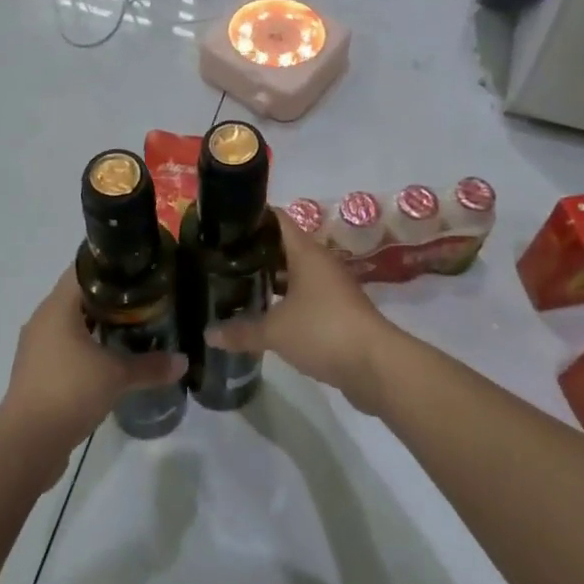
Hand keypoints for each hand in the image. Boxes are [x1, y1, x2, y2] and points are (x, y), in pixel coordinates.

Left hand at [0, 269, 186, 469]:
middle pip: (79, 296)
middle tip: (144, 300)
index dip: (111, 266)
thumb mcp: (116, 376)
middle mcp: (43, 320)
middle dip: (111, 297)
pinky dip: (87, 347)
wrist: (26, 445)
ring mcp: (37, 347)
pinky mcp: (37, 372)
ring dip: (98, 324)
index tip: (138, 271)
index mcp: (57, 307)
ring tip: (133, 328)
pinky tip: (110, 359)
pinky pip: (65, 347)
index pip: (83, 269)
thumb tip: (183, 361)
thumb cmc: (69, 392)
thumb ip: (150, 366)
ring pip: (71, 324)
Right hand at [207, 211, 398, 413]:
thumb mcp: (275, 331)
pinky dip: (286, 302)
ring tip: (237, 286)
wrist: (375, 365)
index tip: (227, 223)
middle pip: (284, 248)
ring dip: (271, 280)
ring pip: (295, 275)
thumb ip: (241, 330)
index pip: (278, 220)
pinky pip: (306, 298)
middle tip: (223, 259)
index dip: (254, 218)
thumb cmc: (323, 330)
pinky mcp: (338, 312)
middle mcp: (321, 263)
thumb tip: (207, 333)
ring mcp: (332, 287)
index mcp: (306, 253)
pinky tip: (264, 315)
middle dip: (256, 253)